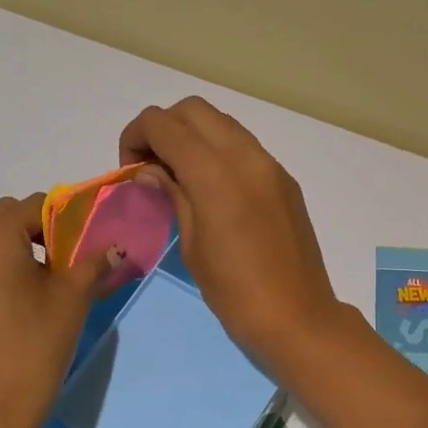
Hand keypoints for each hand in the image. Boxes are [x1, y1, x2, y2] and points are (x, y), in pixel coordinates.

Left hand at [0, 195, 114, 427]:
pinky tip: (14, 303)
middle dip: (37, 232)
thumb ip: (93, 262)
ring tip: (40, 285)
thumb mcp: (73, 299)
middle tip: (65, 264)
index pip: (35, 205)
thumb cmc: (35, 348)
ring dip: (14, 250)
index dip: (66, 219)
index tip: (85, 244)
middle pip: (4, 218)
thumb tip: (114, 248)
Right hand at [120, 98, 341, 369]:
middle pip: (193, 109)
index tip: (130, 169)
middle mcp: (245, 155)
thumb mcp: (192, 245)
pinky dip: (219, 151)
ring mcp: (270, 165)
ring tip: (180, 176)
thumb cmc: (234, 292)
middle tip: (151, 166)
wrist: (297, 317)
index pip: (163, 123)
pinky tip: (212, 189)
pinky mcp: (285, 180)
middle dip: (163, 127)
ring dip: (193, 135)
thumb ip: (172, 195)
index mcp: (215, 173)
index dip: (135, 136)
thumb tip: (150, 169)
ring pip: (222, 123)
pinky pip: (244, 147)